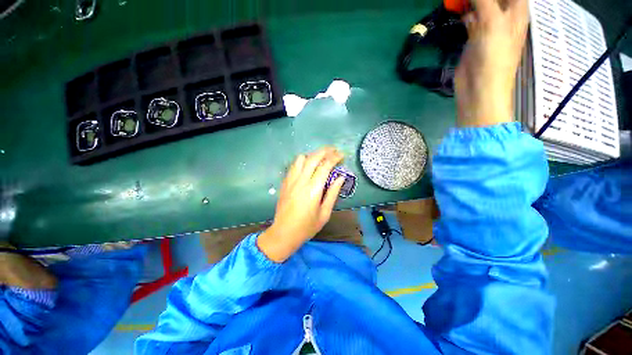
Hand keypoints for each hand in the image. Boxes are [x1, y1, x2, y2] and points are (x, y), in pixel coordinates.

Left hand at [257, 147, 344, 262]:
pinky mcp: (285, 182)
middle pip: (313, 158)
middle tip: (334, 150)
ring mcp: (291, 180)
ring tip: (321, 158)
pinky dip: (303, 161)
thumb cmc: (307, 227)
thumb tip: (341, 177)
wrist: (284, 233)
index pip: (325, 166)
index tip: (341, 155)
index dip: (334, 158)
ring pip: (301, 159)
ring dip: (312, 155)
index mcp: (313, 190)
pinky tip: (308, 166)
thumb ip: (333, 193)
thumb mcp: (325, 213)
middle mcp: (301, 181)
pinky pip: (294, 166)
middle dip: (325, 151)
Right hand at [455, 0, 528, 126]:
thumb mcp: (492, 21)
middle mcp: (504, 14)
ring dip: (470, 1)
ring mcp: (488, 25)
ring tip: (459, 0)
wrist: (479, 87)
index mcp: (517, 8)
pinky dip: (463, 11)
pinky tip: (456, 9)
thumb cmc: (494, 56)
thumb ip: (483, 0)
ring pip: (481, 4)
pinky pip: (469, 17)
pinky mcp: (474, 36)